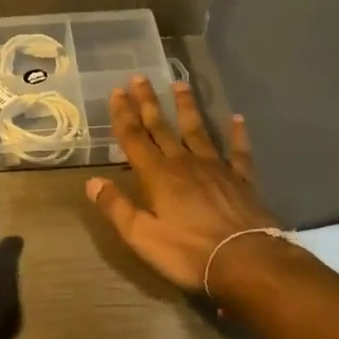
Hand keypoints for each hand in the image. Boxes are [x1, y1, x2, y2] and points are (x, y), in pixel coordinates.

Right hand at [85, 76, 283, 291]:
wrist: (246, 261)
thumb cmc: (188, 252)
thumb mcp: (142, 236)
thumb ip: (116, 207)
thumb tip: (92, 182)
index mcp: (157, 175)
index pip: (134, 138)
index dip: (123, 114)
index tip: (117, 91)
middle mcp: (184, 163)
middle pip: (161, 128)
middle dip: (148, 103)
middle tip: (139, 77)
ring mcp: (215, 168)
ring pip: (197, 130)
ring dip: (186, 107)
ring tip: (180, 84)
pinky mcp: (242, 180)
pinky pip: (238, 152)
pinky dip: (237, 134)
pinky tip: (238, 119)